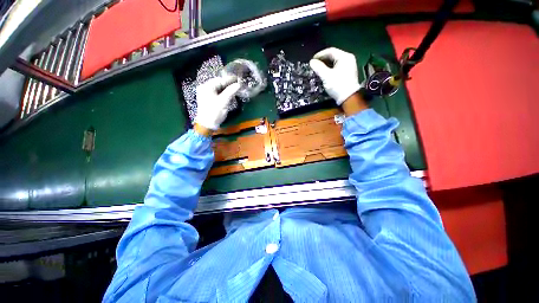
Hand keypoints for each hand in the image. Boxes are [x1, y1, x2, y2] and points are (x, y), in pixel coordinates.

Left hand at [195, 75, 240, 131]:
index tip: (238, 79)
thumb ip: (231, 92)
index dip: (229, 80)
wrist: (207, 125)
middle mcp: (204, 88)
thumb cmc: (214, 112)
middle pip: (218, 84)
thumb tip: (238, 85)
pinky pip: (217, 94)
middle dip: (228, 85)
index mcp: (206, 87)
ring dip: (226, 90)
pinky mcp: (207, 100)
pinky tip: (229, 97)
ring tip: (234, 91)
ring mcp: (205, 94)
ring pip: (218, 89)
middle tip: (237, 86)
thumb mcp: (223, 102)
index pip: (219, 80)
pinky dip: (223, 95)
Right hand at [309, 47, 361, 105]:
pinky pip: (337, 67)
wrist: (348, 97)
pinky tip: (325, 73)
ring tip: (318, 69)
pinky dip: (330, 68)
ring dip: (326, 64)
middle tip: (314, 64)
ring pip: (335, 62)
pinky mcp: (348, 72)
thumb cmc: (338, 85)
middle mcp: (348, 59)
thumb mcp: (326, 76)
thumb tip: (311, 62)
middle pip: (333, 56)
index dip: (320, 55)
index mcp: (344, 57)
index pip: (330, 51)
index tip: (312, 60)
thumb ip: (318, 68)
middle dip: (323, 60)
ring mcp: (349, 66)